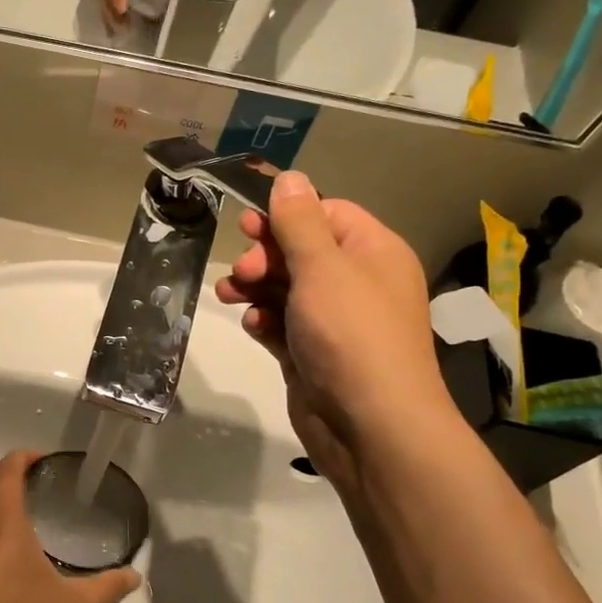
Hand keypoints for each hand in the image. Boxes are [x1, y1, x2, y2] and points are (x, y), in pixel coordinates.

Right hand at [216, 171, 453, 488]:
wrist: (369, 425)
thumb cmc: (350, 334)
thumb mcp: (322, 267)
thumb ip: (299, 221)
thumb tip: (289, 177)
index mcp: (373, 252)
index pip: (326, 215)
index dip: (286, 217)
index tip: (247, 226)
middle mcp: (357, 283)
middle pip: (301, 252)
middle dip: (264, 257)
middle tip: (241, 272)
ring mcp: (335, 322)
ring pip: (286, 290)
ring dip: (255, 289)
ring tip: (228, 296)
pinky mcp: (314, 355)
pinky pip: (283, 326)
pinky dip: (265, 323)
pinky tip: (253, 327)